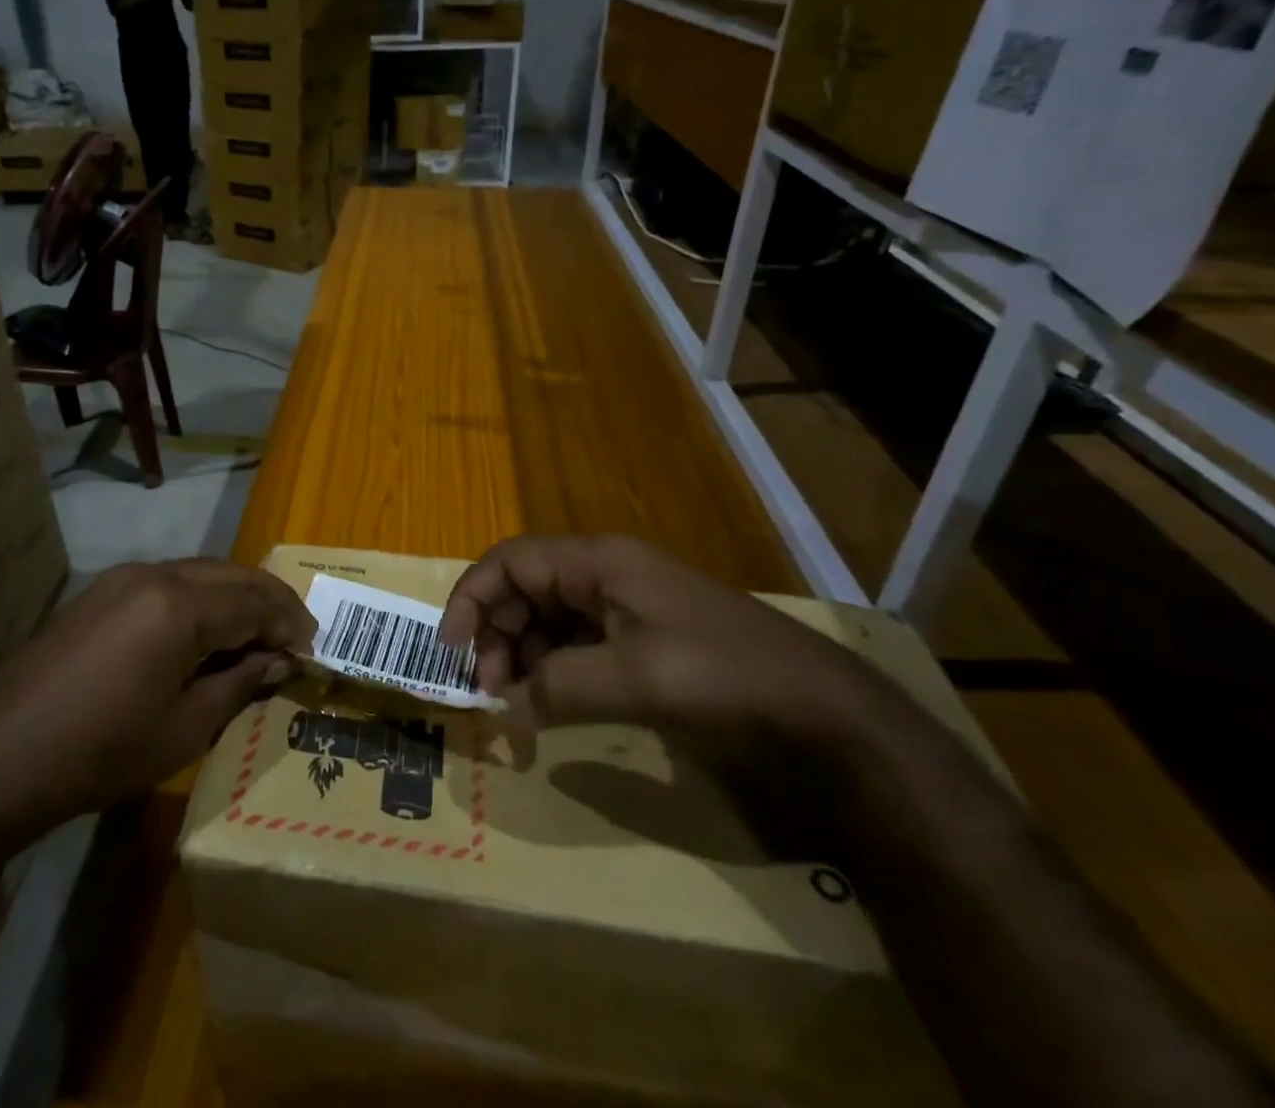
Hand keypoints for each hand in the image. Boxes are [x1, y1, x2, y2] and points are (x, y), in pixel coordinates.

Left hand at [0, 561, 313, 825]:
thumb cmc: (101, 752)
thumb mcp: (183, 729)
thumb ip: (239, 685)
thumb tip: (280, 661)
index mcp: (180, 605)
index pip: (255, 602)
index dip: (290, 624)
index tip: (313, 650)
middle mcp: (154, 575)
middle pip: (231, 575)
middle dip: (270, 601)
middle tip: (297, 635)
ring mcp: (122, 579)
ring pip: (200, 573)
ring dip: (236, 597)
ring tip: (258, 634)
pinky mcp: (100, 593)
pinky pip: (168, 583)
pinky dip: (201, 600)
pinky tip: (206, 632)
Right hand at [440, 535, 912, 774]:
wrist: (823, 713)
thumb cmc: (722, 676)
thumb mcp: (635, 679)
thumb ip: (557, 686)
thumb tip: (507, 707)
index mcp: (599, 562)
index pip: (510, 561)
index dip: (472, 599)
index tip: (451, 652)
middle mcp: (605, 575)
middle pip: (524, 589)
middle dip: (496, 635)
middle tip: (489, 692)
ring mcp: (625, 608)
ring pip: (547, 619)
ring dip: (522, 656)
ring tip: (516, 704)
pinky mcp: (642, 642)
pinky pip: (576, 646)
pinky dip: (553, 671)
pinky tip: (550, 705)